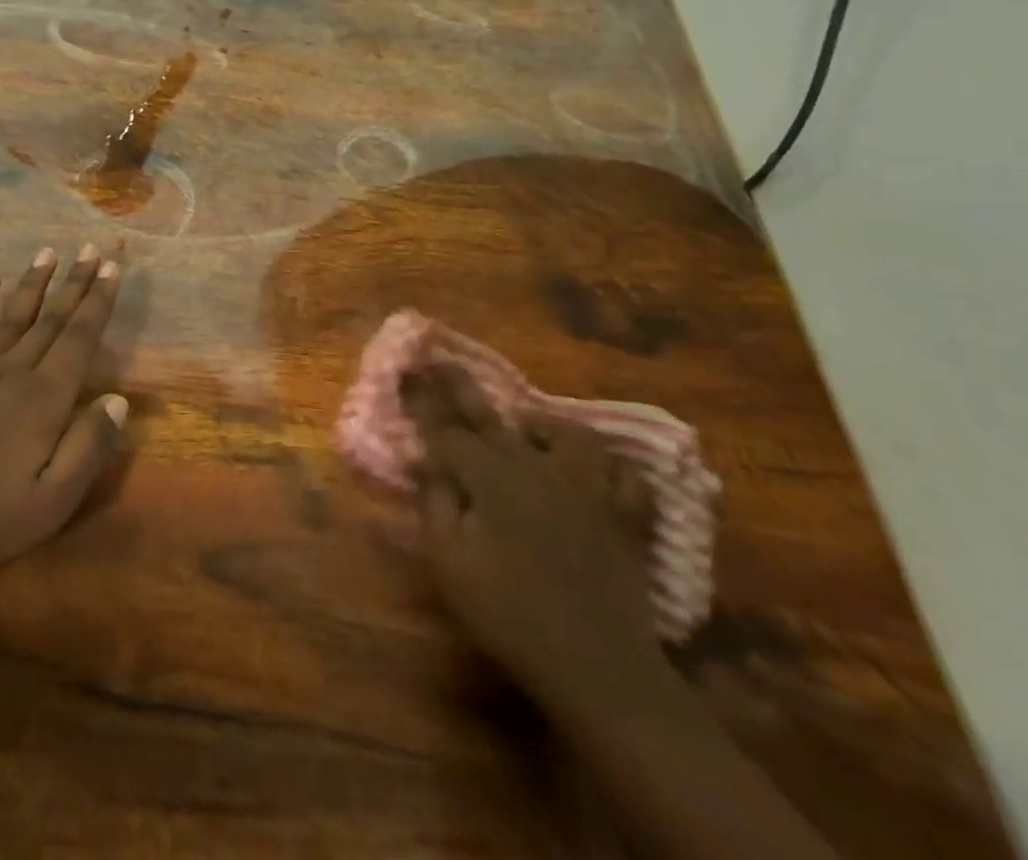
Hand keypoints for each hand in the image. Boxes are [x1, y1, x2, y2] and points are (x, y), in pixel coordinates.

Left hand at [0, 246, 127, 590]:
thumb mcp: (51, 503)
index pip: (79, 339)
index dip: (98, 302)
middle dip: (74, 283)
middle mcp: (13, 372)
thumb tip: (119, 400)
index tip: (113, 269)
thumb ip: (88, 448)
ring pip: (12, 316)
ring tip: (48, 252)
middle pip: (51, 319)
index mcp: (44, 400)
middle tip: (91, 250)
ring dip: (33, 282)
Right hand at [404, 364, 660, 706]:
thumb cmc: (510, 615)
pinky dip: (607, 464)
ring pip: (567, 434)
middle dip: (461, 386)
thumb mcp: (451, 564)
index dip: (423, 405)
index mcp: (493, 478)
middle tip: (440, 359)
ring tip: (524, 426)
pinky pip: (623, 473)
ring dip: (541, 425)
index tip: (404, 374)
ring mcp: (588, 487)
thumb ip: (435, 503)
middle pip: (494, 417)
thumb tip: (426, 460)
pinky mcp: (624, 515)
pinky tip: (593, 467)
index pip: (448, 432)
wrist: (597, 668)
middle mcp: (539, 468)